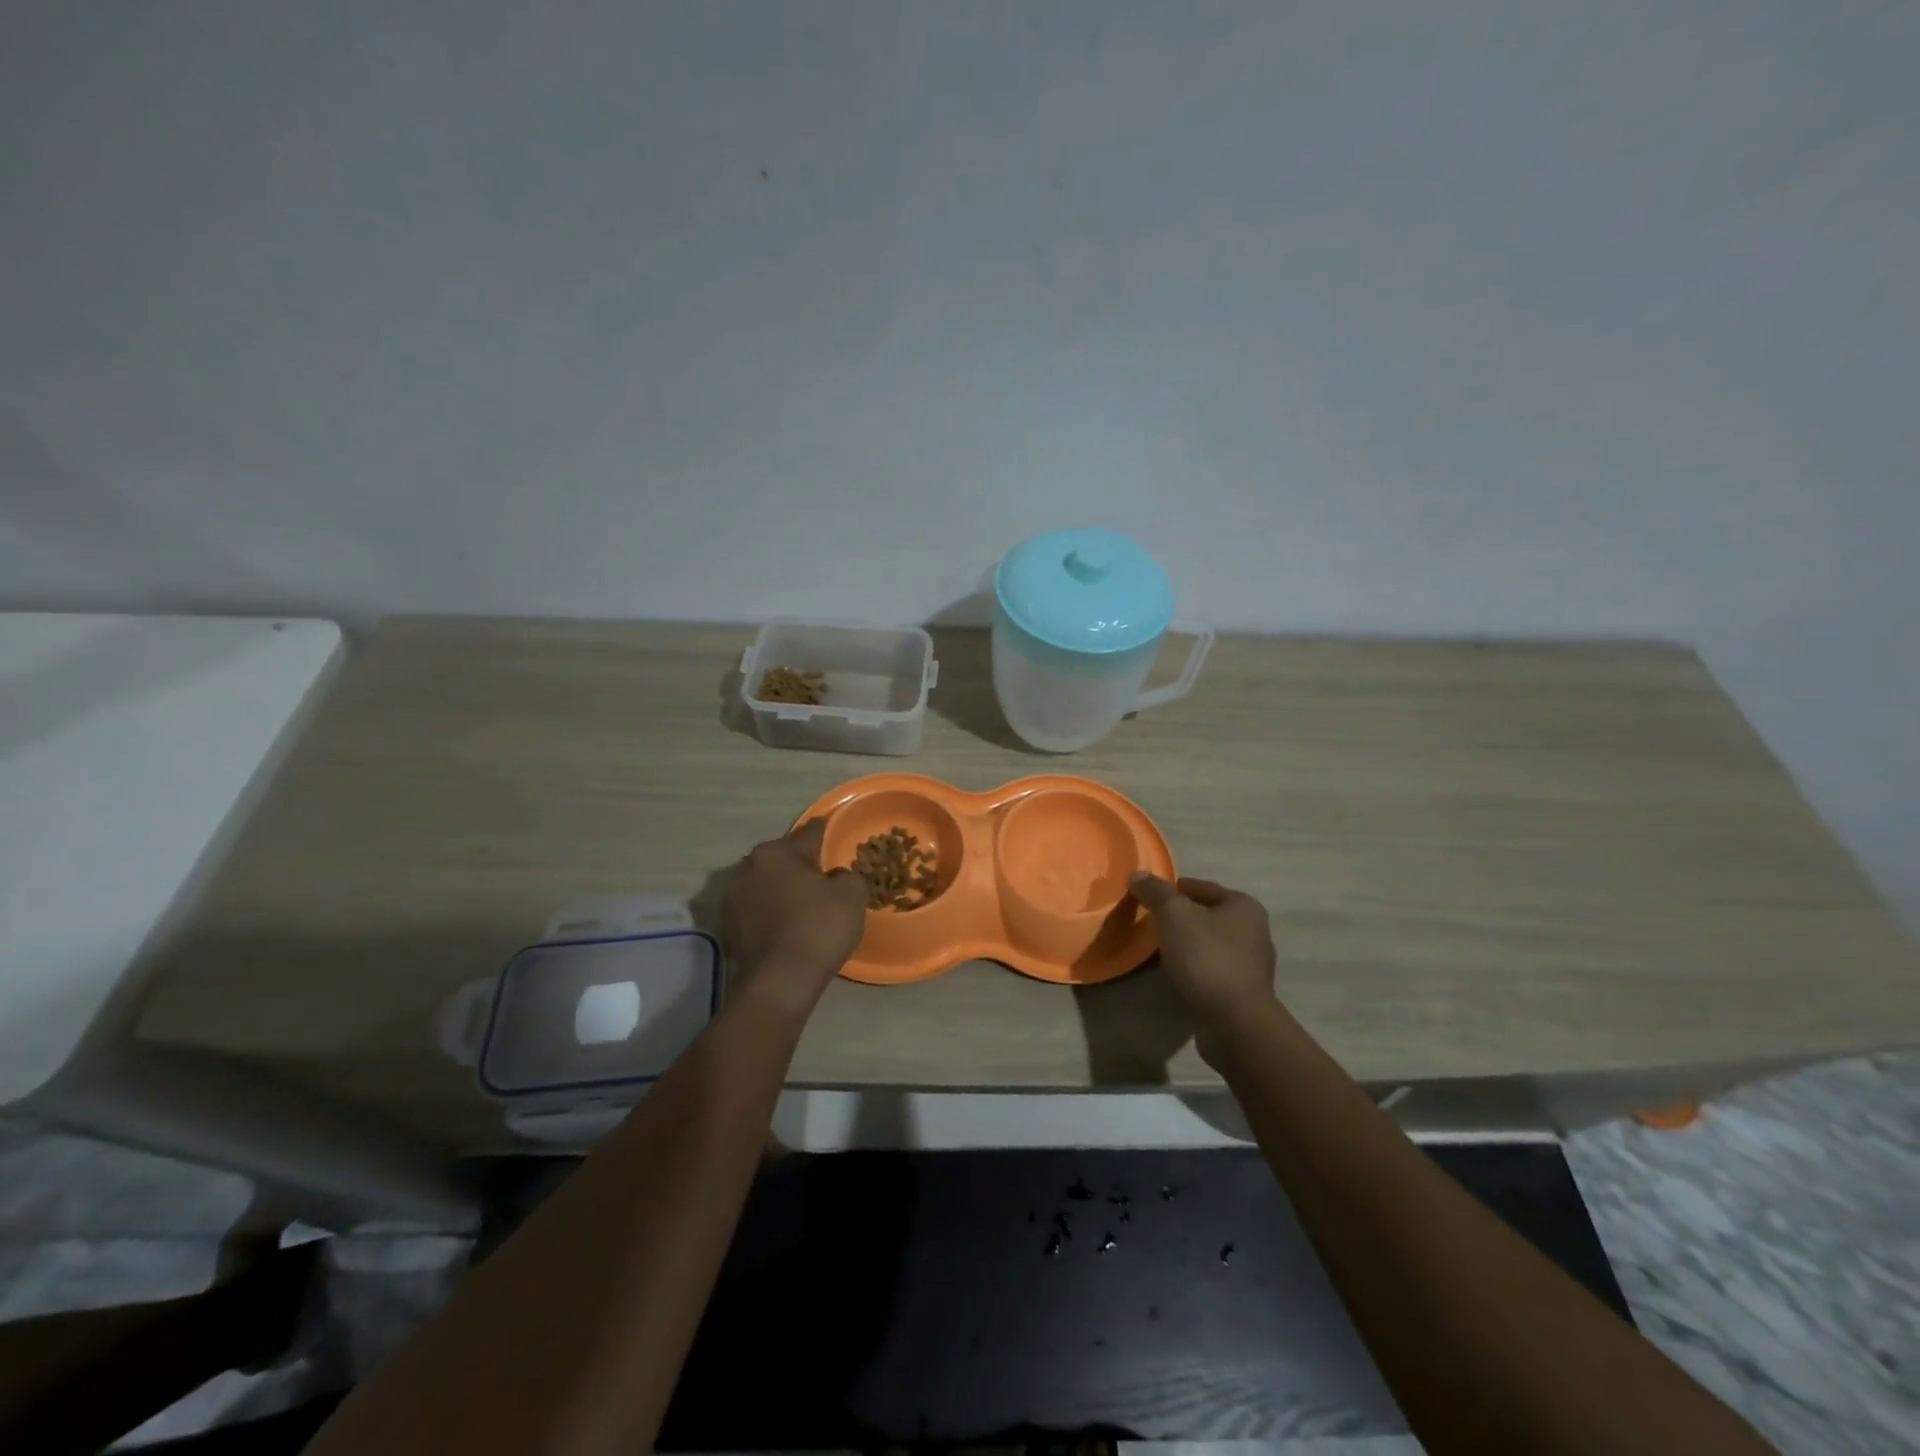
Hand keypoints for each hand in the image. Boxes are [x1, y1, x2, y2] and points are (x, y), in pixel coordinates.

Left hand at [720, 820, 867, 1017]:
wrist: (779, 983)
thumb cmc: (818, 929)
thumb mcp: (852, 895)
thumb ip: (846, 875)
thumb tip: (834, 878)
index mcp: (777, 852)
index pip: (808, 833)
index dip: (825, 832)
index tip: (831, 829)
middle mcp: (748, 867)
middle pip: (782, 858)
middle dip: (800, 864)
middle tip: (822, 877)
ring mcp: (732, 898)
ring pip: (766, 884)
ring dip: (781, 889)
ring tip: (803, 905)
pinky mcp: (726, 927)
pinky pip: (755, 910)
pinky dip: (769, 913)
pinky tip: (786, 927)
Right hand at [1130, 873, 1277, 1029]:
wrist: (1234, 1022)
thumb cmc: (1206, 957)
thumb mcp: (1174, 914)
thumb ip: (1155, 891)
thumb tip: (1138, 874)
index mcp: (1244, 906)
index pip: (1201, 886)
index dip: (1172, 889)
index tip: (1147, 898)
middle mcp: (1255, 932)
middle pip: (1207, 915)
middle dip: (1181, 918)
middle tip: (1151, 924)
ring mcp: (1252, 966)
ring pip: (1211, 944)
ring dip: (1188, 945)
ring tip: (1160, 951)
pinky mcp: (1244, 994)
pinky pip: (1213, 971)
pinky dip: (1196, 969)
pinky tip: (1178, 976)